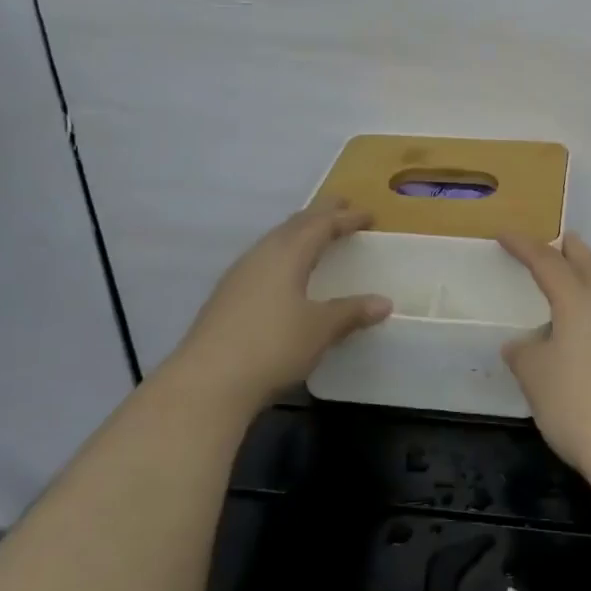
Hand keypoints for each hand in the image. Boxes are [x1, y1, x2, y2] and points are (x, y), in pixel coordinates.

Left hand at [163, 200, 391, 410]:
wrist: (207, 382)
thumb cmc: (272, 346)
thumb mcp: (320, 329)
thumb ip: (351, 312)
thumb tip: (384, 302)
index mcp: (287, 254)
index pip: (321, 224)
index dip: (346, 218)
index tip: (369, 215)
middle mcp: (261, 255)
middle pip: (294, 225)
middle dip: (320, 214)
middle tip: (342, 208)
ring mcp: (239, 275)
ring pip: (275, 241)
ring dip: (298, 233)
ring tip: (315, 237)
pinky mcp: (226, 297)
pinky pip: (262, 261)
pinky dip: (283, 255)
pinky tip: (284, 275)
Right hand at [499, 231, 590, 474]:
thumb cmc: (575, 401)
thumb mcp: (534, 376)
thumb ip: (524, 353)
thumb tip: (522, 344)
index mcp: (577, 301)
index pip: (547, 262)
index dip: (524, 247)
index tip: (504, 236)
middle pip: (590, 265)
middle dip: (571, 249)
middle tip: (558, 239)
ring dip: (587, 275)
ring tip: (571, 278)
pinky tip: (584, 325)